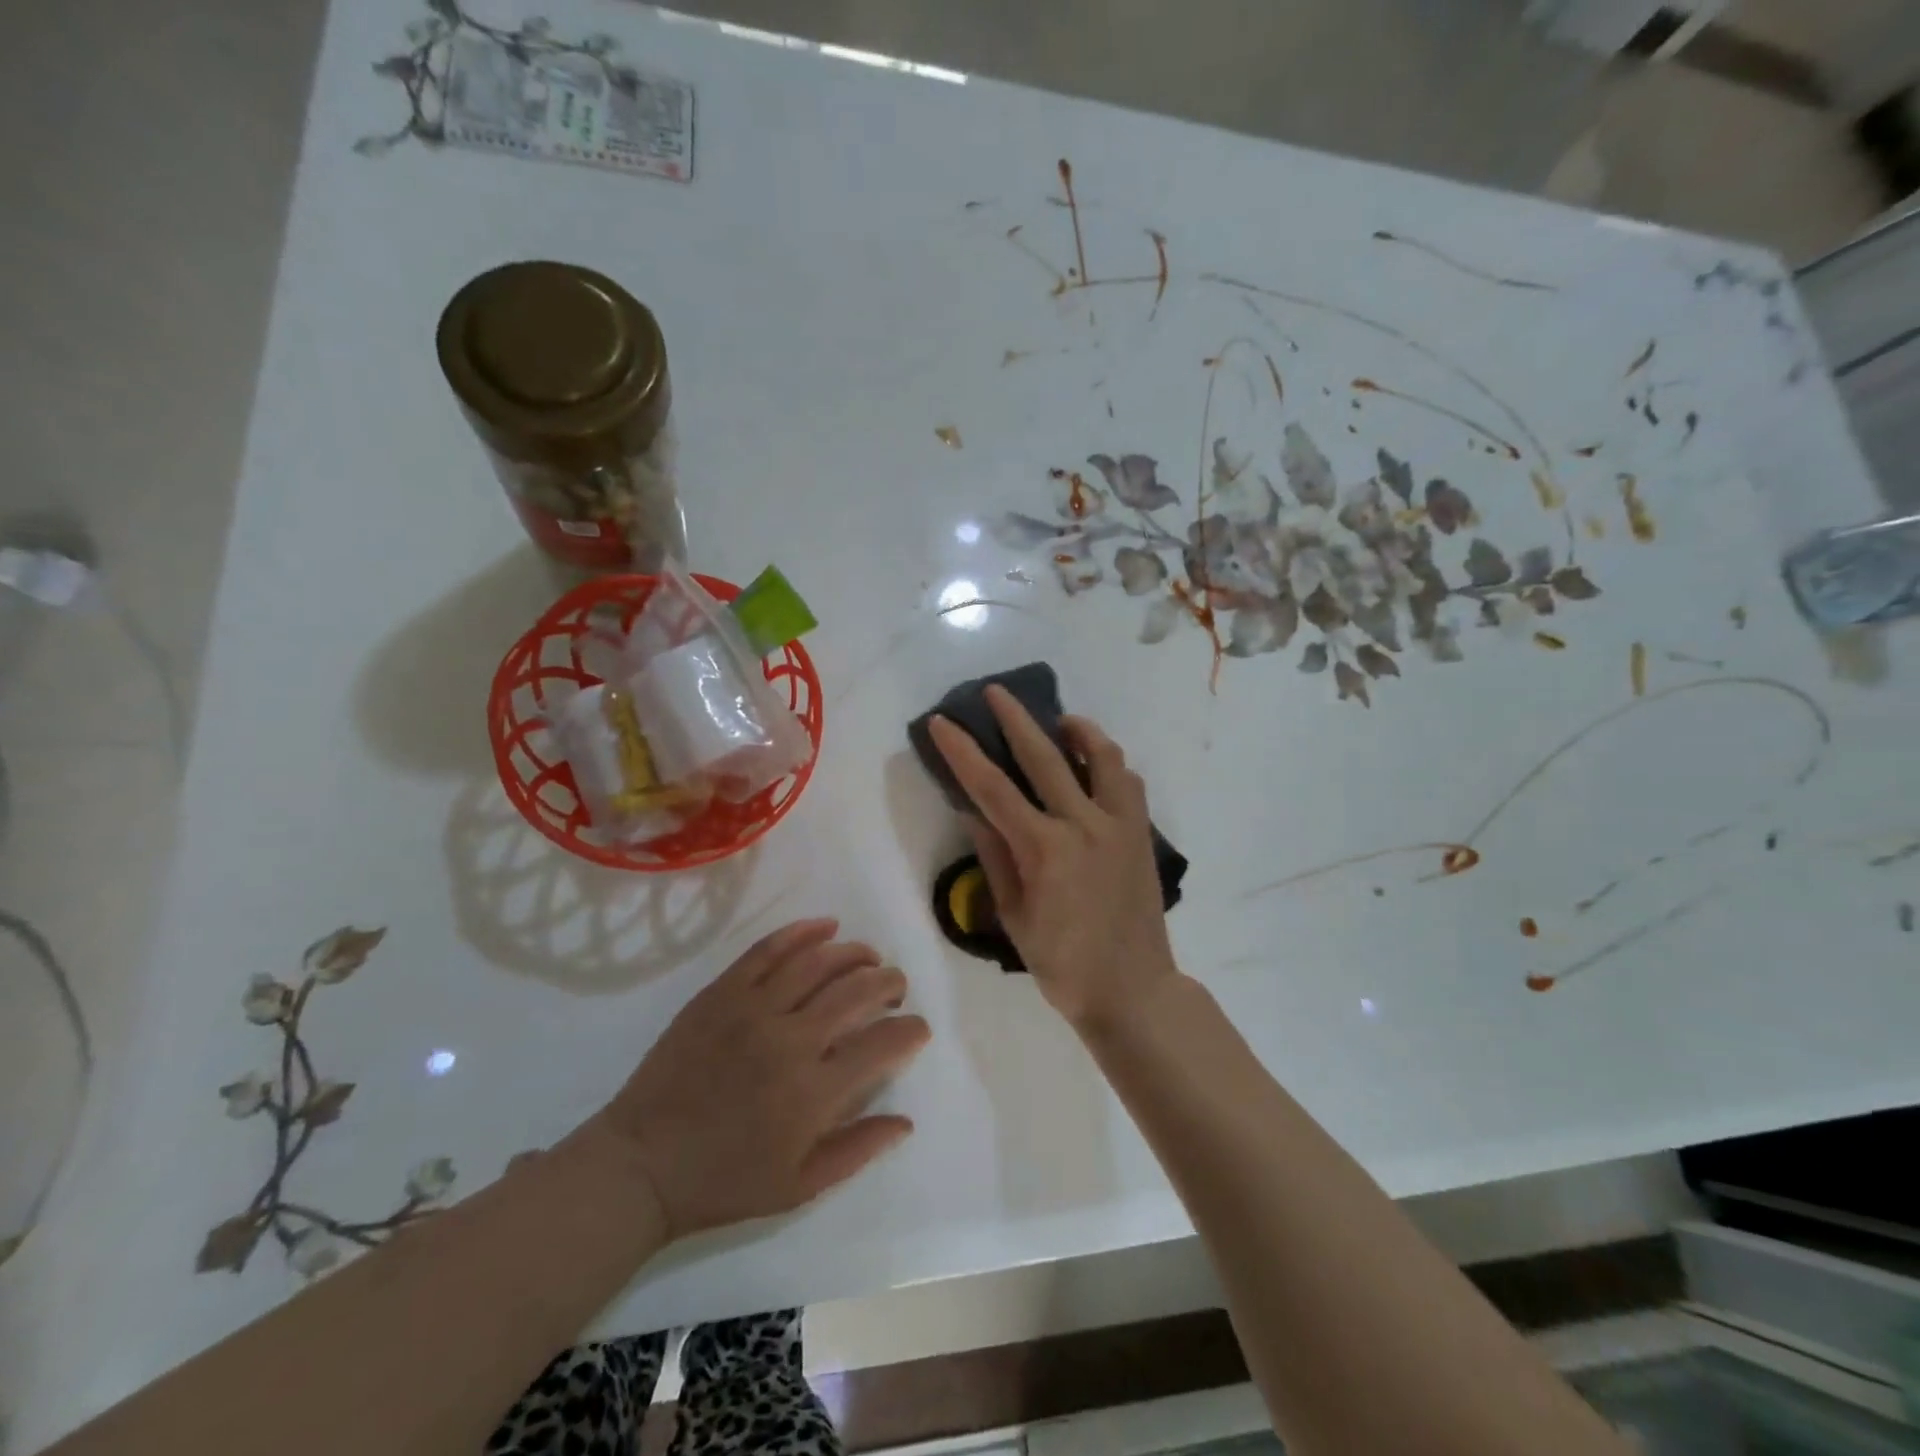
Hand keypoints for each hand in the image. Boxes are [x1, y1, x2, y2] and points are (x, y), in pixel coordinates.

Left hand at [587, 919, 929, 1239]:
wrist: (642, 1164)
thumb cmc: (724, 1181)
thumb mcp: (799, 1186)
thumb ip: (858, 1149)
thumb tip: (906, 1121)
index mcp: (814, 1091)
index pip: (882, 1044)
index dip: (910, 1030)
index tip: (918, 1028)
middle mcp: (790, 1039)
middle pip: (857, 992)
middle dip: (888, 983)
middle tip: (896, 986)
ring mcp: (753, 1009)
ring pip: (818, 962)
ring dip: (854, 953)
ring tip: (869, 957)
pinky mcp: (722, 992)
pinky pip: (768, 949)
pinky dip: (802, 932)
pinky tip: (826, 927)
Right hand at [928, 688, 1177, 1031]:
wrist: (1133, 990)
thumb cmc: (1062, 964)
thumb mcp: (1014, 915)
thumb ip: (994, 856)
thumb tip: (973, 810)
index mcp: (1044, 849)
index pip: (992, 788)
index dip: (963, 752)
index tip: (942, 722)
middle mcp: (1083, 825)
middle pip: (1044, 756)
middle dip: (1015, 719)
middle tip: (995, 692)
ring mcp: (1119, 825)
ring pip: (1101, 756)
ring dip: (1077, 729)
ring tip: (1059, 720)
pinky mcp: (1142, 833)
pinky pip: (1128, 782)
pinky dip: (1109, 763)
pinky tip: (1095, 764)